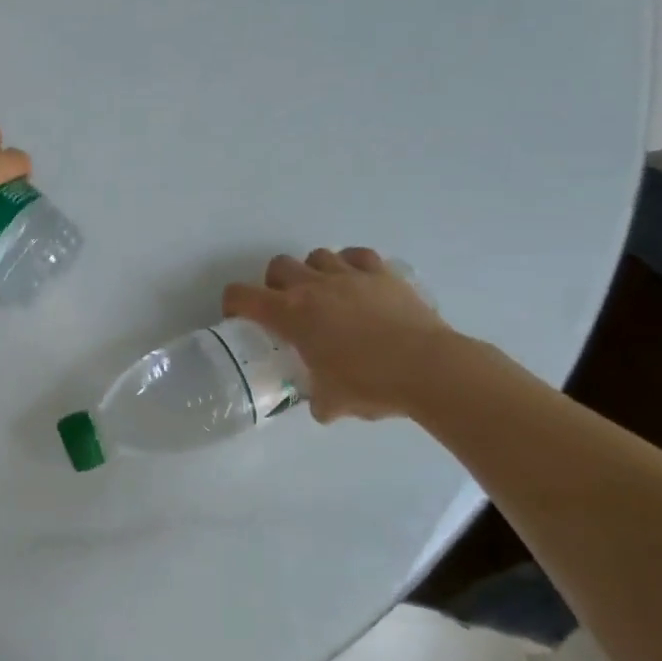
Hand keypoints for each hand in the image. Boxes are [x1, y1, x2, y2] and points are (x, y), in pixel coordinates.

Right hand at [223, 248, 451, 421]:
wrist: (428, 367)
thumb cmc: (370, 384)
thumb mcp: (332, 401)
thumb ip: (318, 398)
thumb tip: (322, 404)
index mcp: (291, 314)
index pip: (243, 296)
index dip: (234, 303)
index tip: (239, 317)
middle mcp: (313, 286)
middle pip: (278, 265)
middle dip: (276, 283)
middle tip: (287, 308)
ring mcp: (349, 275)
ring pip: (317, 255)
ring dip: (314, 272)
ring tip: (326, 295)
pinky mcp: (382, 273)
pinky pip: (357, 256)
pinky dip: (351, 265)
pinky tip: (358, 284)